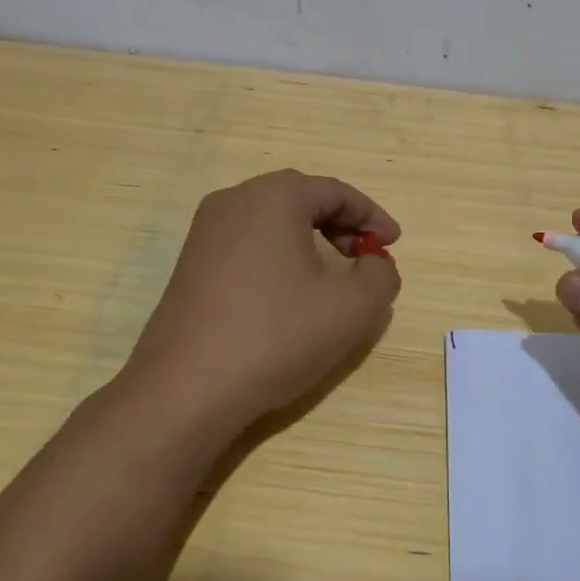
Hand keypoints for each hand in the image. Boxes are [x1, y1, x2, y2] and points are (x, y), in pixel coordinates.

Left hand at [124, 170, 401, 435]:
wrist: (185, 389)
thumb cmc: (275, 337)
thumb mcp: (350, 309)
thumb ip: (380, 277)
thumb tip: (375, 265)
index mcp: (273, 198)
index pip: (335, 191)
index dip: (372, 215)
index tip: (393, 243)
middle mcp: (234, 201)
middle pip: (301, 197)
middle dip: (340, 222)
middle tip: (365, 255)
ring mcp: (205, 231)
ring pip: (271, 218)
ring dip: (309, 236)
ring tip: (332, 273)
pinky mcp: (191, 262)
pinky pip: (247, 241)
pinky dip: (278, 252)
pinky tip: (289, 290)